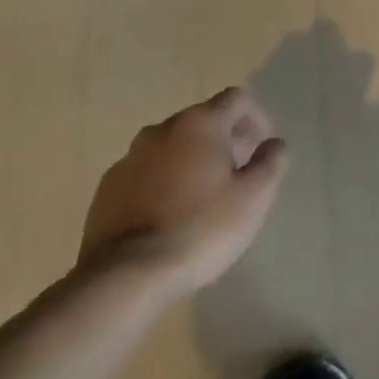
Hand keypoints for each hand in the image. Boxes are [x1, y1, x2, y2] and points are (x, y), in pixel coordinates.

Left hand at [79, 87, 287, 294]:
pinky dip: (161, 183)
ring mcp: (129, 159)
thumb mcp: (255, 196)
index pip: (236, 99)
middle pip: (201, 121)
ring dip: (190, 160)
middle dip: (223, 140)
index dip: (255, 118)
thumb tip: (272, 144)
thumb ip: (271, 161)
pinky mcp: (105, 191)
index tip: (261, 148)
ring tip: (201, 197)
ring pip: (170, 147)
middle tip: (236, 174)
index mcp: (200, 124)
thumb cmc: (201, 228)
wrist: (124, 278)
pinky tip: (167, 216)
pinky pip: (144, 174)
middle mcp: (162, 130)